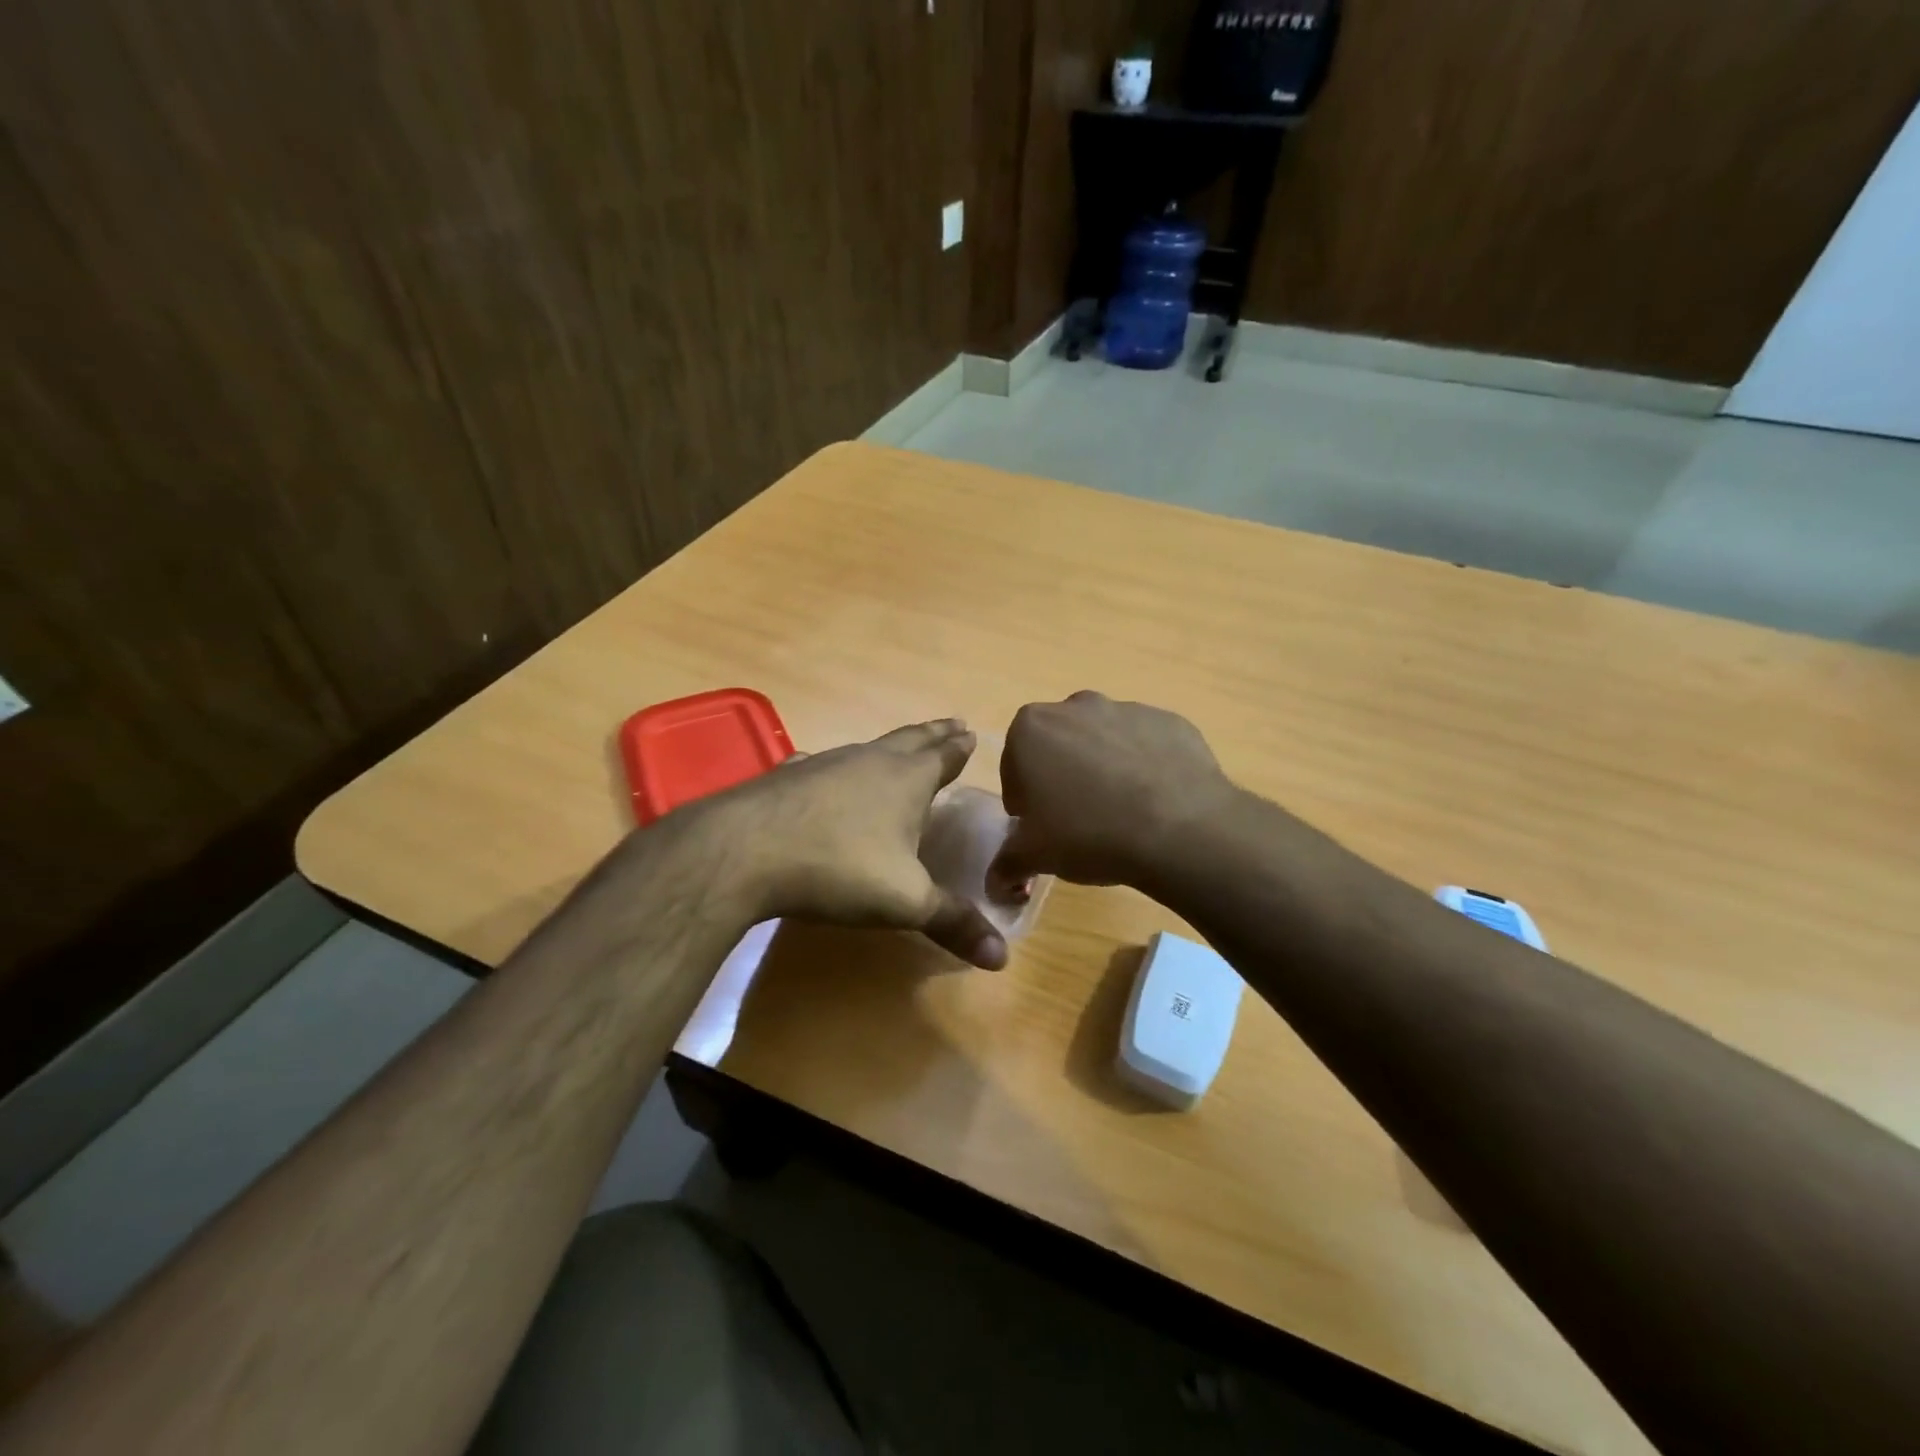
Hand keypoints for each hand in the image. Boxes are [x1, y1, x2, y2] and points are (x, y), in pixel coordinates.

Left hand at [685, 719, 1008, 968]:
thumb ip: (953, 923)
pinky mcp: (787, 777)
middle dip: (934, 734)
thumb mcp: (905, 901)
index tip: (970, 733)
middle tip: (953, 724)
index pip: (943, 756)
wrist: (744, 851)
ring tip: (898, 749)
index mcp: (906, 780)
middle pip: (911, 739)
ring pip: (868, 748)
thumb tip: (1003, 957)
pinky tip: (822, 771)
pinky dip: (835, 767)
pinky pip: (822, 764)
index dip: (959, 748)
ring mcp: (825, 764)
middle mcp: (869, 761)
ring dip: (889, 747)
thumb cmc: (838, 868)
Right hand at [988, 692, 1238, 892]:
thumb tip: (995, 882)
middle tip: (1078, 820)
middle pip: (1058, 745)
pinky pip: (1146, 744)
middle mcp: (1075, 706)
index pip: (1014, 765)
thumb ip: (1007, 863)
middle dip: (1062, 776)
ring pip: (1103, 741)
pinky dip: (1144, 766)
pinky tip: (1154, 802)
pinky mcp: (1169, 721)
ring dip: (1103, 768)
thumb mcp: (1036, 856)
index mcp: (1031, 728)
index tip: (1041, 826)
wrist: (1181, 829)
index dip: (1025, 799)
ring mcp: (1127, 709)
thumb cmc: (1089, 834)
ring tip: (1121, 813)